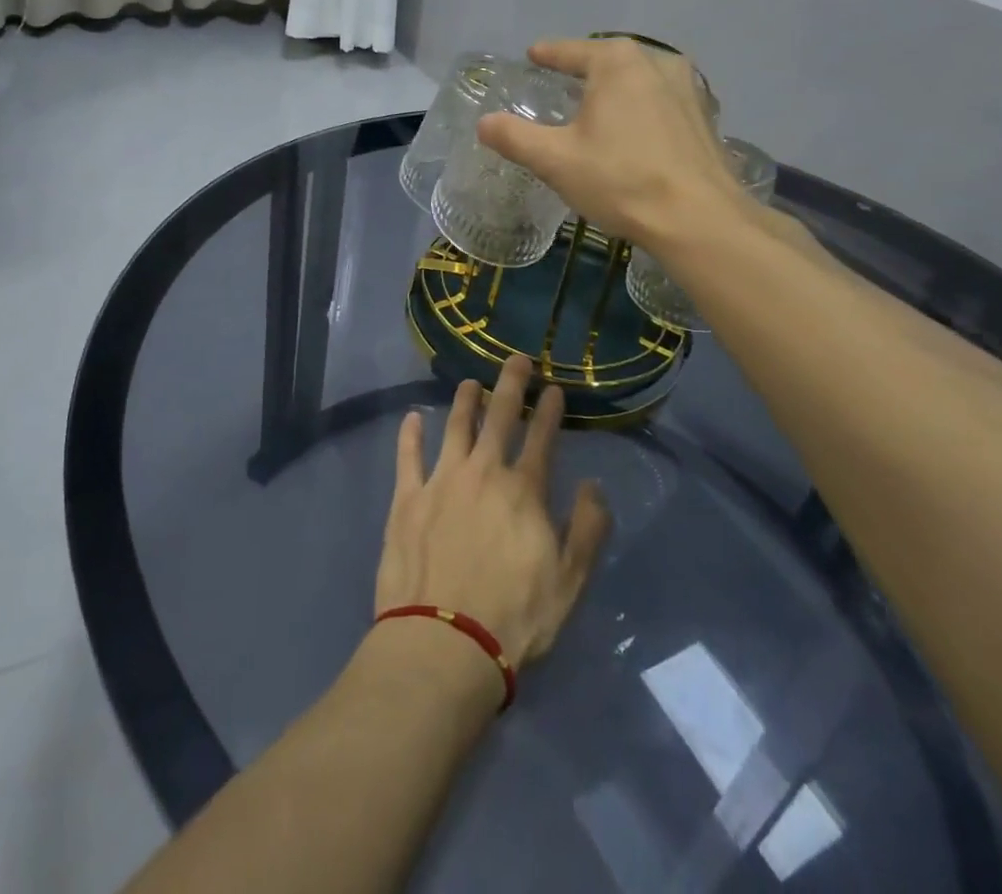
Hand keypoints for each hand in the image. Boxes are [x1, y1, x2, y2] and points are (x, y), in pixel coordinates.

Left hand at [376, 356, 609, 669]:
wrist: (444, 642)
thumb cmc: (515, 617)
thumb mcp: (570, 582)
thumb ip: (587, 530)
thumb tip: (595, 486)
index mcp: (523, 491)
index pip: (542, 438)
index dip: (549, 410)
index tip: (553, 387)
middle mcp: (483, 473)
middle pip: (499, 417)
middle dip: (510, 384)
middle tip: (516, 359)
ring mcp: (441, 481)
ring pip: (455, 427)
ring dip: (464, 401)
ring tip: (469, 383)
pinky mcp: (407, 499)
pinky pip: (408, 456)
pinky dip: (411, 434)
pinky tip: (413, 417)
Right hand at [478, 38, 745, 252]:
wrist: (698, 219)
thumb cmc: (620, 179)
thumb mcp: (555, 160)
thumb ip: (514, 137)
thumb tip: (484, 123)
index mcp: (617, 62)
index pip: (571, 51)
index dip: (548, 54)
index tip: (532, 55)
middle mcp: (656, 62)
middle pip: (608, 61)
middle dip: (584, 70)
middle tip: (560, 82)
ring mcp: (688, 88)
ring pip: (639, 80)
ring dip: (616, 90)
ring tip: (596, 107)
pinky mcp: (704, 117)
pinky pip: (660, 103)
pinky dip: (640, 110)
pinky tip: (633, 132)